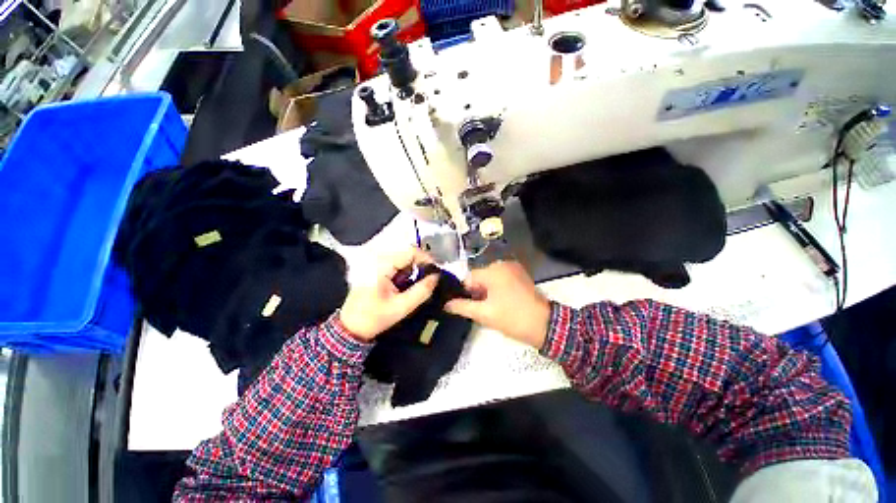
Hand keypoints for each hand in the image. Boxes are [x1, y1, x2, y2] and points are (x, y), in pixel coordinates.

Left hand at [339, 248, 437, 340]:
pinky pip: (397, 264)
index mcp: (382, 266)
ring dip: (414, 269)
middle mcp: (378, 259)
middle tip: (429, 280)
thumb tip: (436, 277)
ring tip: (417, 285)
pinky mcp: (377, 268)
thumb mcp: (401, 307)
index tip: (435, 272)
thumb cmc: (374, 318)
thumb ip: (422, 291)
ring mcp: (376, 263)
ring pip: (404, 258)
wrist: (351, 327)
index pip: (410, 251)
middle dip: (421, 266)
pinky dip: (406, 272)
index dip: (426, 259)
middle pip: (408, 253)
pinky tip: (405, 285)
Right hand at [445, 261, 550, 348]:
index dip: (465, 293)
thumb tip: (445, 304)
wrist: (545, 325)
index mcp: (493, 270)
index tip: (468, 307)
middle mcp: (502, 264)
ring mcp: (513, 268)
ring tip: (491, 308)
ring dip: (486, 292)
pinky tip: (500, 303)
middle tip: (481, 310)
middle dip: (476, 293)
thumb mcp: (484, 314)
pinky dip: (496, 289)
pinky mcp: (520, 275)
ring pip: (489, 279)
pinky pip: (500, 280)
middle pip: (479, 277)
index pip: (468, 278)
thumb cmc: (512, 318)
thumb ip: (462, 307)